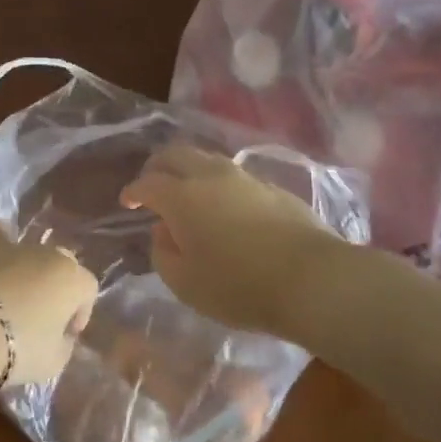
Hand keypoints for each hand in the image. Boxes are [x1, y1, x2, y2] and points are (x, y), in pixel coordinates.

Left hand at [0, 223, 98, 385]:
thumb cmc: (15, 347)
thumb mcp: (51, 364)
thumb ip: (63, 347)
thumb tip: (61, 337)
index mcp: (73, 280)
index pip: (88, 290)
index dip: (80, 313)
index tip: (65, 336)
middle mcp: (49, 254)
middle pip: (62, 266)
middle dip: (55, 288)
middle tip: (39, 317)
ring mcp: (16, 243)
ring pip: (30, 252)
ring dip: (26, 271)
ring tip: (9, 298)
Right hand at [121, 144, 342, 337]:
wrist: (312, 279)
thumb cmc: (239, 287)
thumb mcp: (186, 284)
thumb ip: (163, 254)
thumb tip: (164, 231)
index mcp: (183, 197)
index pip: (148, 183)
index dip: (133, 191)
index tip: (128, 202)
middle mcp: (211, 176)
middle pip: (176, 154)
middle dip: (158, 166)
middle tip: (152, 185)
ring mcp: (245, 177)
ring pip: (207, 159)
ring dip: (190, 170)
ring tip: (187, 192)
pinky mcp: (272, 187)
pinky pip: (233, 175)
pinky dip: (217, 182)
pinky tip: (224, 205)